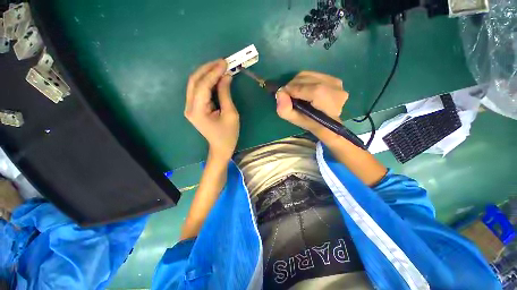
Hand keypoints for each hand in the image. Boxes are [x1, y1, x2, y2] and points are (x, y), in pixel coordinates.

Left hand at [185, 59, 238, 159]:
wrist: (220, 147)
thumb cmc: (228, 134)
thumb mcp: (231, 114)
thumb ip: (226, 94)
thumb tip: (226, 76)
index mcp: (198, 111)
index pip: (203, 85)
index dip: (214, 72)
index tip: (225, 63)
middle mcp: (189, 107)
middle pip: (194, 81)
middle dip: (208, 68)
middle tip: (222, 62)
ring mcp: (190, 107)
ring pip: (194, 83)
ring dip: (206, 73)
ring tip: (219, 66)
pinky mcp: (194, 108)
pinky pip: (198, 90)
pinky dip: (206, 81)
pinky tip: (215, 77)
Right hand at [276, 71, 347, 134]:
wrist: (327, 123)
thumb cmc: (311, 123)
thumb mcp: (295, 121)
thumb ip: (285, 110)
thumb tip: (280, 93)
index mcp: (329, 105)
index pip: (310, 90)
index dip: (294, 90)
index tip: (284, 94)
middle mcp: (336, 90)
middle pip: (308, 79)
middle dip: (293, 85)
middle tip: (288, 94)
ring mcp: (336, 83)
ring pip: (309, 75)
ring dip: (297, 82)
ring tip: (294, 92)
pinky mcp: (334, 78)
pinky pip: (313, 74)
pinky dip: (304, 80)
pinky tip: (303, 89)